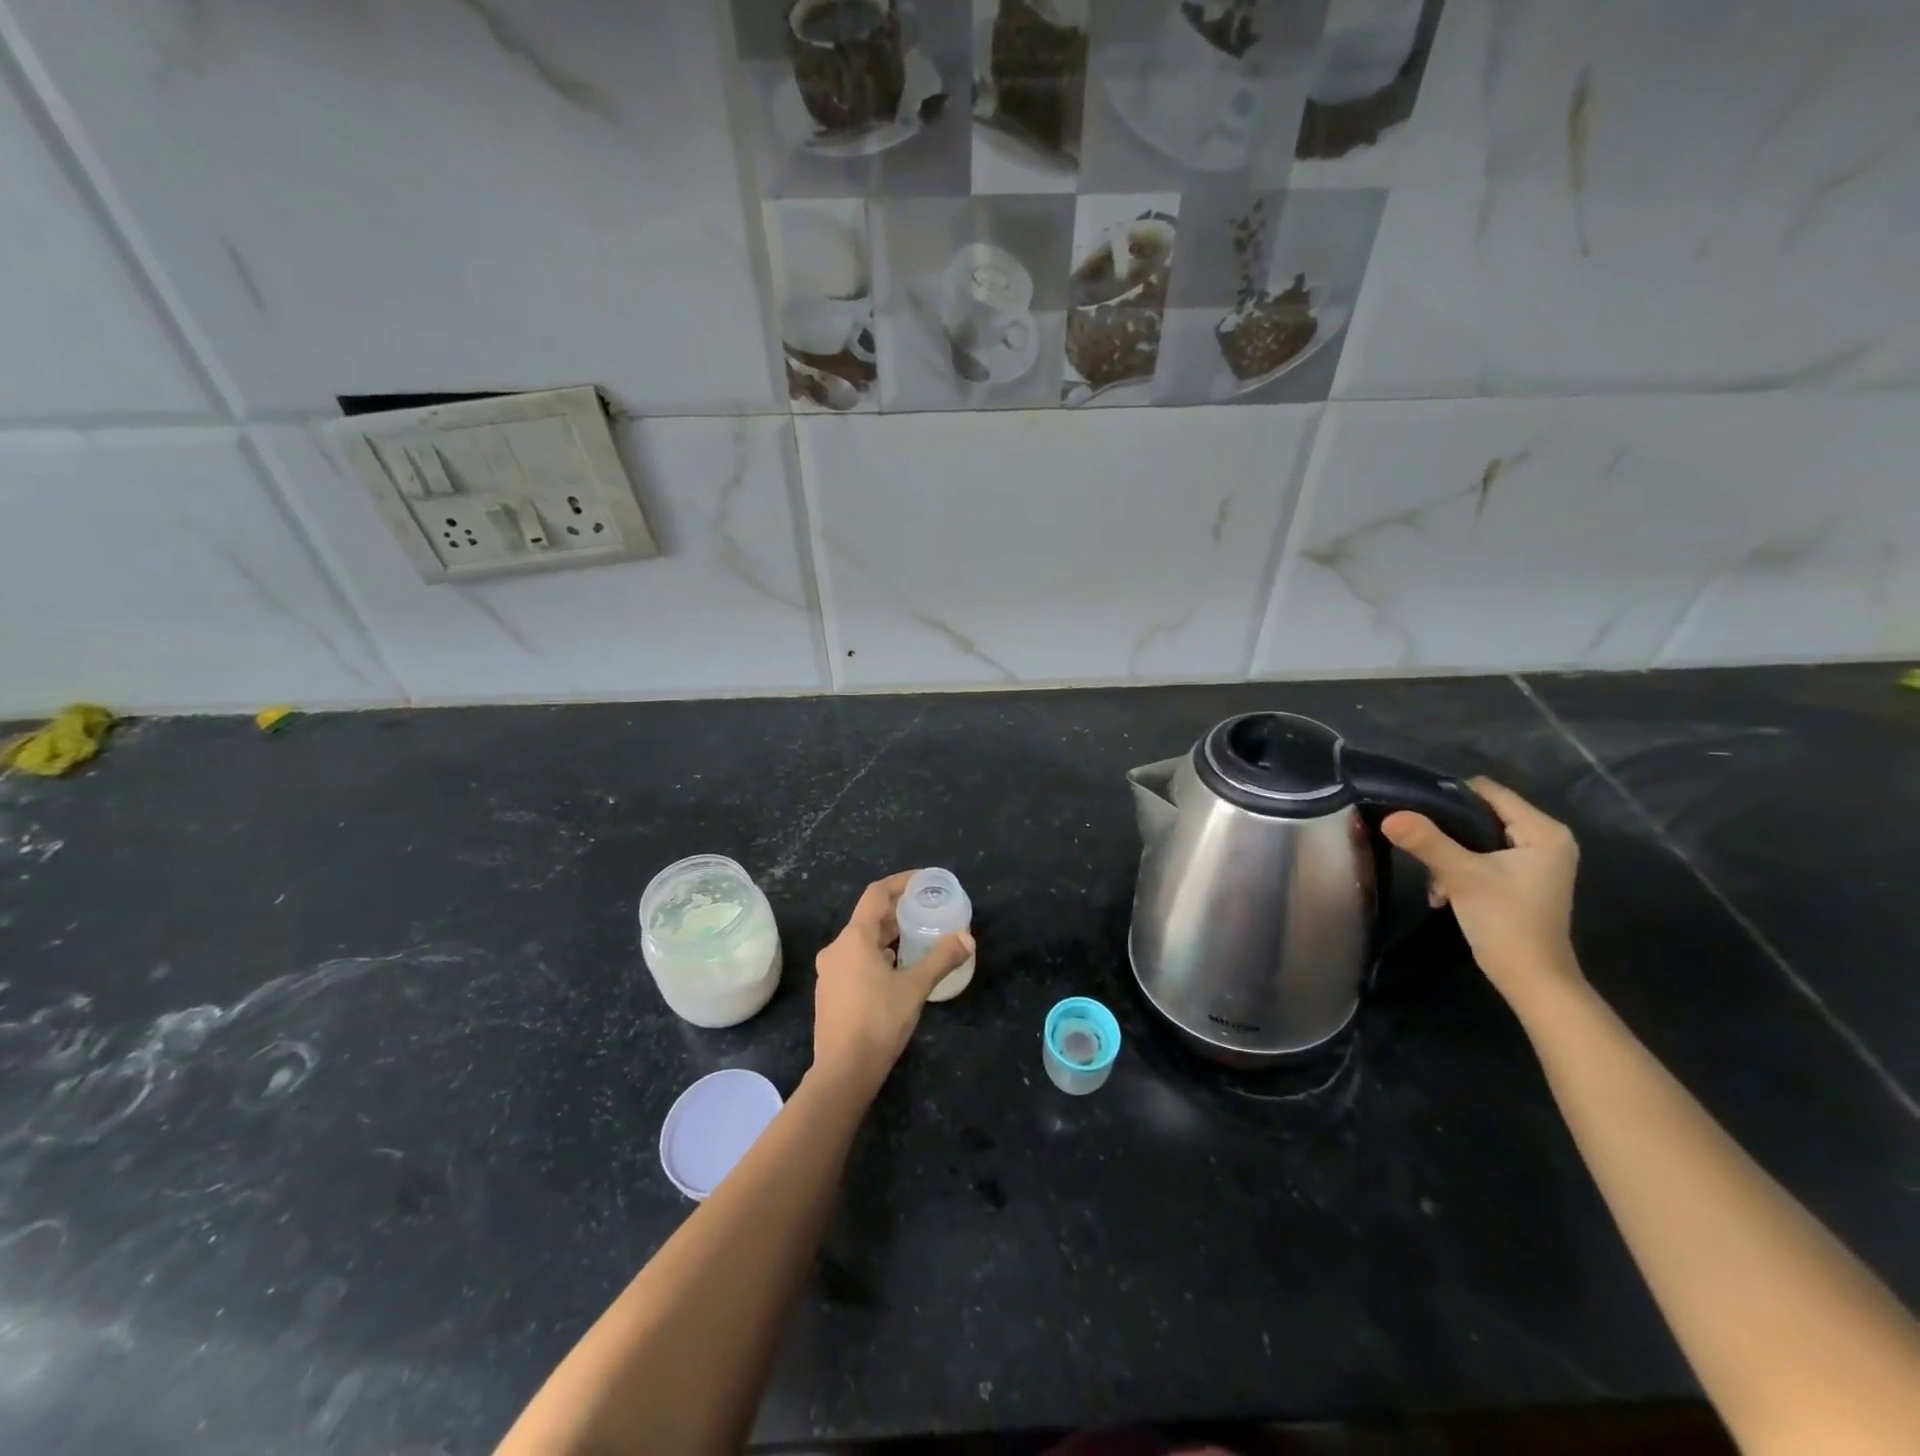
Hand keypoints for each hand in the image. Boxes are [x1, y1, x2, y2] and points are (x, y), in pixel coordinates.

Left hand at [811, 872, 972, 1097]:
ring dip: (888, 935)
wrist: (843, 1072)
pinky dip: (878, 954)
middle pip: (869, 918)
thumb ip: (941, 959)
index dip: (900, 882)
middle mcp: (837, 949)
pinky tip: (897, 969)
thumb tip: (967, 939)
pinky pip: (856, 960)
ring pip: (862, 941)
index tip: (923, 880)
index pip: (876, 894)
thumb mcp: (915, 988)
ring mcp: (830, 972)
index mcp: (854, 939)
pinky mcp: (831, 992)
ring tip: (917, 938)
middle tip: (927, 910)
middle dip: (898, 911)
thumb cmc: (878, 1022)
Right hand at [1381, 778, 1582, 1006]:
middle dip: (1446, 833)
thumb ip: (1426, 841)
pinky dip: (1461, 870)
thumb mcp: (1461, 876)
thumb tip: (1390, 816)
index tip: (1415, 812)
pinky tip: (1445, 893)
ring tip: (1436, 882)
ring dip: (1449, 856)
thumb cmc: (1506, 921)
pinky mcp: (1523, 879)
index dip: (1448, 797)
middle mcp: (1547, 839)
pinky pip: (1484, 857)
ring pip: (1478, 838)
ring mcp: (1537, 861)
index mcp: (1543, 830)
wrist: (1531, 979)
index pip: (1488, 792)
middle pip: (1481, 814)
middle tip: (1422, 851)